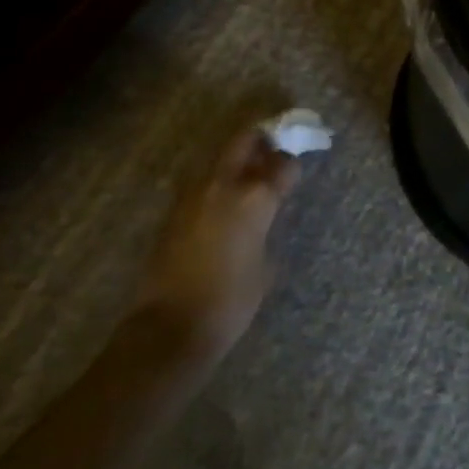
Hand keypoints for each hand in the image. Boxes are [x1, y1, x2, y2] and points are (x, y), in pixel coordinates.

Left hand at [131, 127, 297, 361]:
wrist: (171, 328)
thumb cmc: (231, 300)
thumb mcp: (265, 263)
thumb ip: (265, 227)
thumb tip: (260, 217)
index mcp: (255, 197)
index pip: (282, 163)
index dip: (292, 163)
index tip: (297, 168)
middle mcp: (223, 185)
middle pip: (244, 141)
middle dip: (261, 140)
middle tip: (274, 148)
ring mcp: (193, 195)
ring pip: (219, 159)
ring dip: (236, 160)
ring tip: (250, 175)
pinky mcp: (174, 211)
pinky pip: (202, 183)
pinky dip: (217, 183)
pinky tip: (225, 202)